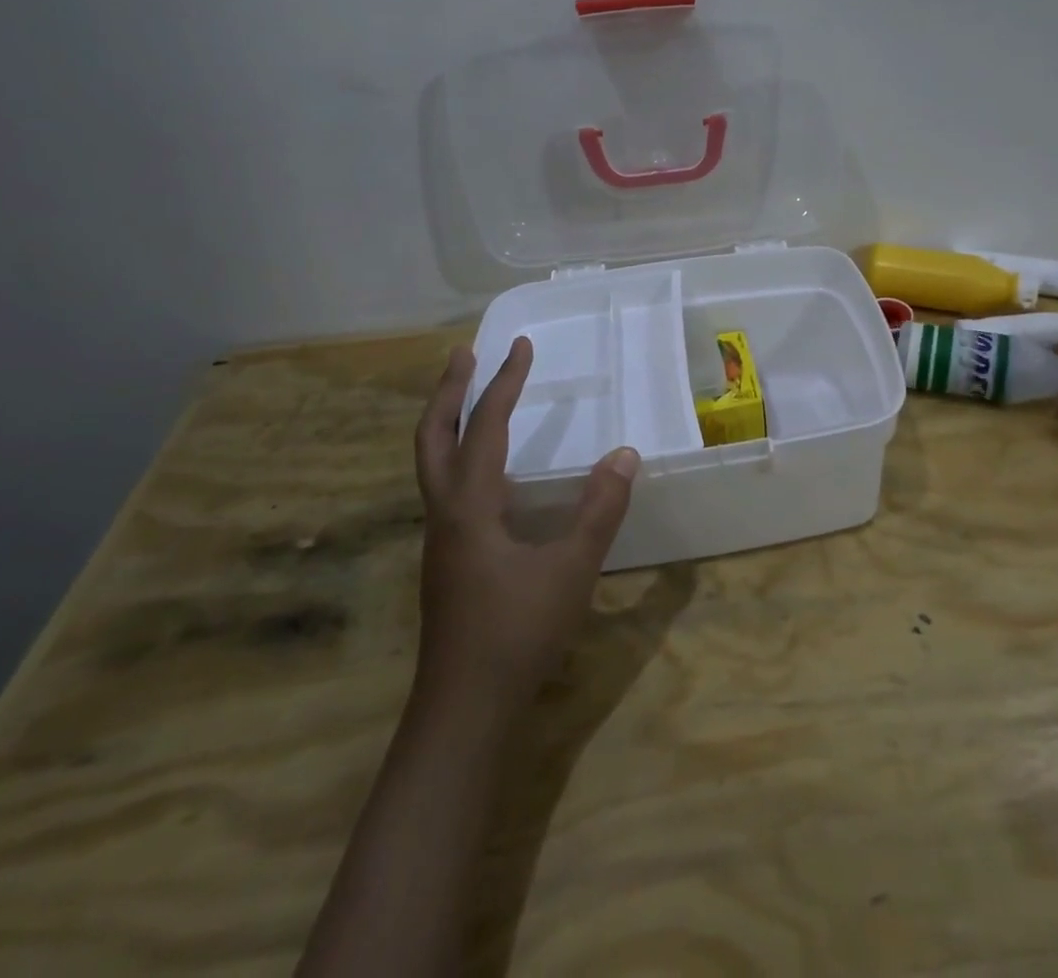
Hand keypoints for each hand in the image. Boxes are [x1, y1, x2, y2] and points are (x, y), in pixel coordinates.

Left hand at [413, 336, 637, 711]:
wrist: (464, 711)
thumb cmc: (517, 634)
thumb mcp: (570, 569)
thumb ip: (599, 510)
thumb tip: (624, 454)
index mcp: (469, 506)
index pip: (485, 428)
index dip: (504, 384)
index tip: (521, 346)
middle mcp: (445, 514)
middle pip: (432, 437)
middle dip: (448, 391)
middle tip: (464, 353)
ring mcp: (441, 539)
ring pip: (433, 464)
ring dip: (448, 421)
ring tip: (470, 396)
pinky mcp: (449, 560)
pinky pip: (447, 487)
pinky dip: (459, 456)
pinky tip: (487, 471)